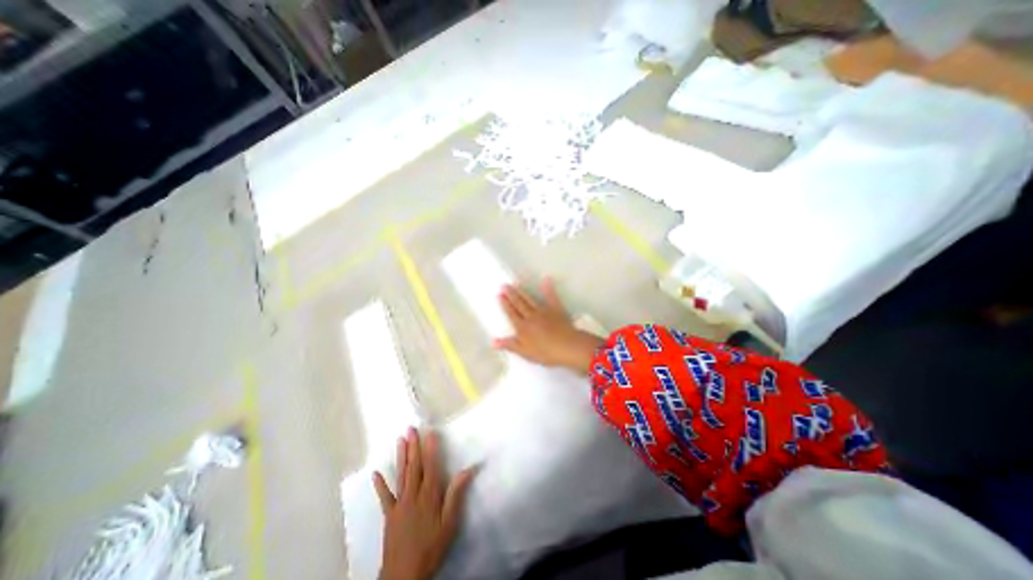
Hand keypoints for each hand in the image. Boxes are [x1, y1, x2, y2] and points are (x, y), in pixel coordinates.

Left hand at [379, 425, 476, 579]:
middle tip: (411, 429)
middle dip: (413, 446)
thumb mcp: (449, 523)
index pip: (431, 466)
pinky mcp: (389, 515)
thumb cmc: (431, 547)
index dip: (430, 448)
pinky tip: (375, 473)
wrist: (404, 576)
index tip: (430, 432)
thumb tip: (468, 469)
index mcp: (429, 495)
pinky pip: (384, 497)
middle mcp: (413, 495)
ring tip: (400, 440)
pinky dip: (380, 485)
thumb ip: (456, 494)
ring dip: (401, 456)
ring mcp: (399, 504)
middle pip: (414, 466)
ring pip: (401, 475)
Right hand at [494, 277, 607, 374]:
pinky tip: (546, 280)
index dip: (505, 304)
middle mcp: (531, 316)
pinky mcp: (556, 309)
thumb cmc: (545, 353)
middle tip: (504, 285)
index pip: (511, 314)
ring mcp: (544, 311)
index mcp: (522, 327)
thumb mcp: (525, 352)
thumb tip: (493, 341)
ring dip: (522, 292)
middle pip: (519, 304)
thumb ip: (510, 345)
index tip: (499, 295)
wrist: (567, 346)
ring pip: (530, 300)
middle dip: (511, 295)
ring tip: (516, 283)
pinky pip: (551, 297)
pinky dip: (548, 288)